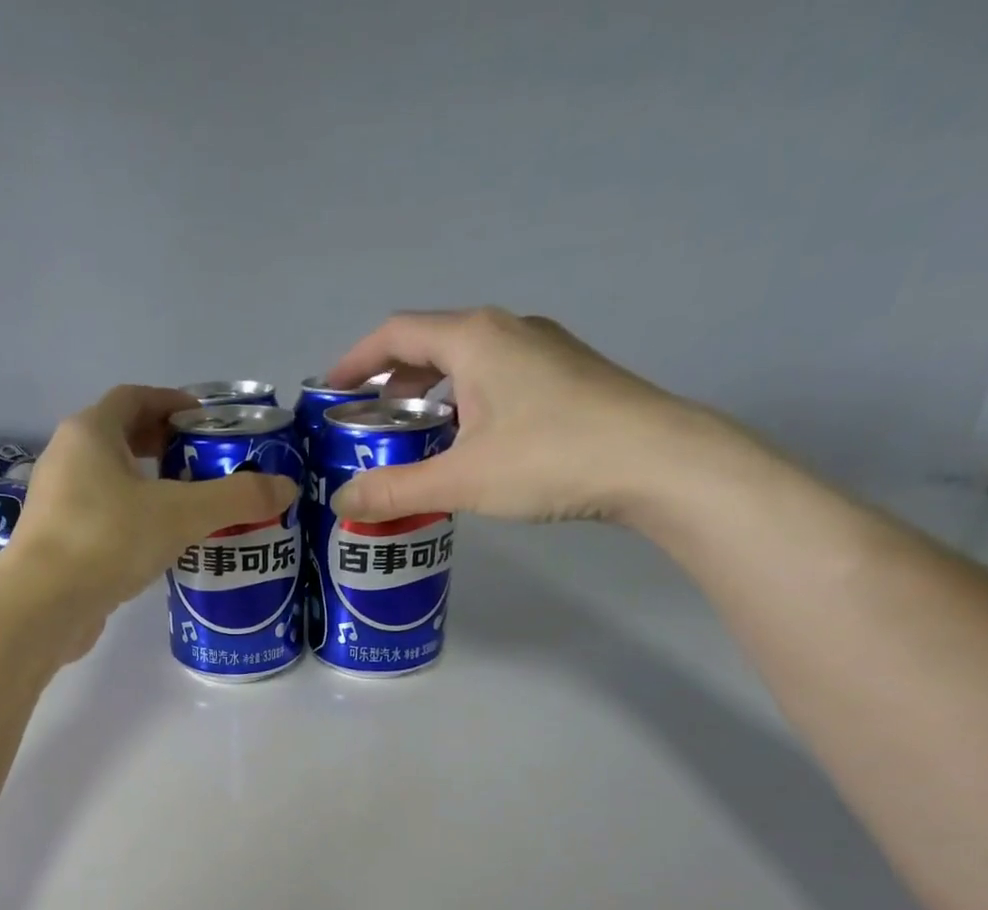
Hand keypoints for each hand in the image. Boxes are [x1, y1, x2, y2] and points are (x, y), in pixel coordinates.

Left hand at [0, 385, 297, 617]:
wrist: (44, 605)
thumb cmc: (108, 539)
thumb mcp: (180, 514)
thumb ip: (235, 498)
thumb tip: (286, 487)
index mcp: (90, 432)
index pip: (135, 398)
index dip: (173, 403)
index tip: (207, 421)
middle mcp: (67, 459)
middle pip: (122, 438)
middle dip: (165, 447)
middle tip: (206, 465)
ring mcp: (58, 503)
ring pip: (112, 482)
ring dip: (150, 487)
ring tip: (192, 507)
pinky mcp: (59, 542)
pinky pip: (104, 517)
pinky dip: (134, 520)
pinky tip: (162, 545)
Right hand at [324, 308, 768, 525]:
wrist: (658, 461)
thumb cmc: (550, 457)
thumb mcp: (461, 479)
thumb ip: (395, 491)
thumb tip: (341, 502)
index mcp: (474, 339)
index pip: (395, 334)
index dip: (355, 362)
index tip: (328, 395)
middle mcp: (506, 330)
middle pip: (429, 347)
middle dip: (390, 386)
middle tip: (366, 430)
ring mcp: (542, 351)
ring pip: (465, 367)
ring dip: (429, 399)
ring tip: (410, 445)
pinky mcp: (565, 377)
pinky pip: (495, 382)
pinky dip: (463, 407)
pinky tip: (466, 449)